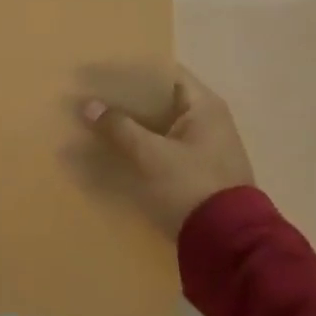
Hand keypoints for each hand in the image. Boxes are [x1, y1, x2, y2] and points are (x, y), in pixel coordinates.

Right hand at [82, 66, 254, 238]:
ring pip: (159, 126)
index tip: (101, 72)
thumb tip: (88, 105)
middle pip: (160, 100)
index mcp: (204, 107)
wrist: (227, 244)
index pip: (165, 73)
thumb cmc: (191, 187)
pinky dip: (139, 146)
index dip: (132, 70)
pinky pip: (161, 148)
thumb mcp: (151, 155)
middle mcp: (207, 121)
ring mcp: (203, 148)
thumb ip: (119, 128)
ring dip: (130, 125)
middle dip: (126, 100)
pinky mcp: (195, 172)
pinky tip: (113, 151)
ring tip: (95, 123)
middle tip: (91, 97)